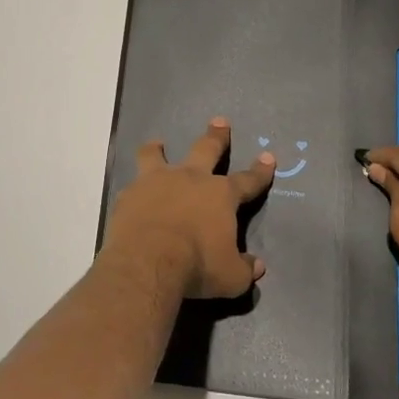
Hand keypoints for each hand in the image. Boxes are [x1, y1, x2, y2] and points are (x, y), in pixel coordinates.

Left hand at [104, 119, 275, 299]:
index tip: (268, 157)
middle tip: (219, 122)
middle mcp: (190, 179)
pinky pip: (133, 185)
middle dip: (216, 136)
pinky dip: (135, 188)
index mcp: (220, 195)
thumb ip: (244, 269)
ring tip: (156, 144)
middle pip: (206, 149)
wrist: (147, 262)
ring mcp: (157, 182)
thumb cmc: (197, 266)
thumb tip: (257, 266)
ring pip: (157, 155)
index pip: (247, 180)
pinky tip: (132, 195)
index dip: (260, 171)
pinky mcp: (130, 194)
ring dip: (158, 149)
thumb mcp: (230, 277)